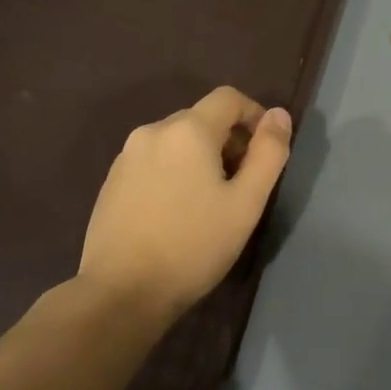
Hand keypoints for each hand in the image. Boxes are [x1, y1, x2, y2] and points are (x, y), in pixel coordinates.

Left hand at [78, 88, 292, 321]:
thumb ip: (268, 153)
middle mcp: (153, 131)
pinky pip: (154, 161)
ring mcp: (126, 156)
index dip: (255, 115)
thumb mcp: (246, 203)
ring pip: (176, 141)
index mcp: (188, 130)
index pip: (229, 98)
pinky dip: (174, 172)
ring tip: (210, 201)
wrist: (122, 291)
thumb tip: (279, 115)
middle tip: (243, 184)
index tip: (266, 151)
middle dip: (229, 140)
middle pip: (201, 118)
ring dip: (201, 157)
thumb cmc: (193, 246)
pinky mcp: (111, 181)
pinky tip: (177, 212)